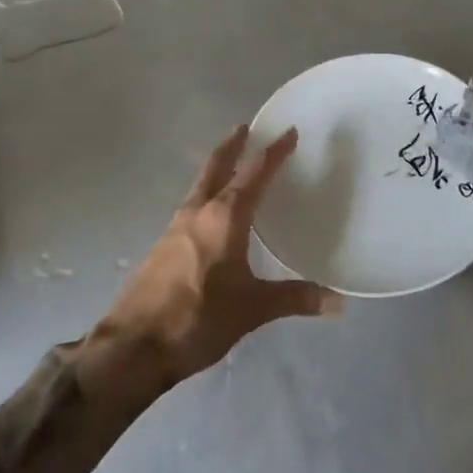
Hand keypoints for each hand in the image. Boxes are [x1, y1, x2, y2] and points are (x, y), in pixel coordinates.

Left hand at [102, 126, 339, 382]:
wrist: (134, 345)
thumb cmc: (199, 319)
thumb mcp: (253, 309)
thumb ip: (294, 298)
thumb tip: (338, 302)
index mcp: (225, 217)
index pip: (254, 173)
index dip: (274, 152)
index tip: (288, 132)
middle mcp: (198, 211)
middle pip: (217, 166)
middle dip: (233, 145)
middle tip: (245, 127)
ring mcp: (175, 226)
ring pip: (200, 184)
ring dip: (217, 168)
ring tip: (232, 165)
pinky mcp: (162, 245)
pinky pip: (191, 206)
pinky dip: (205, 194)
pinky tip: (211, 214)